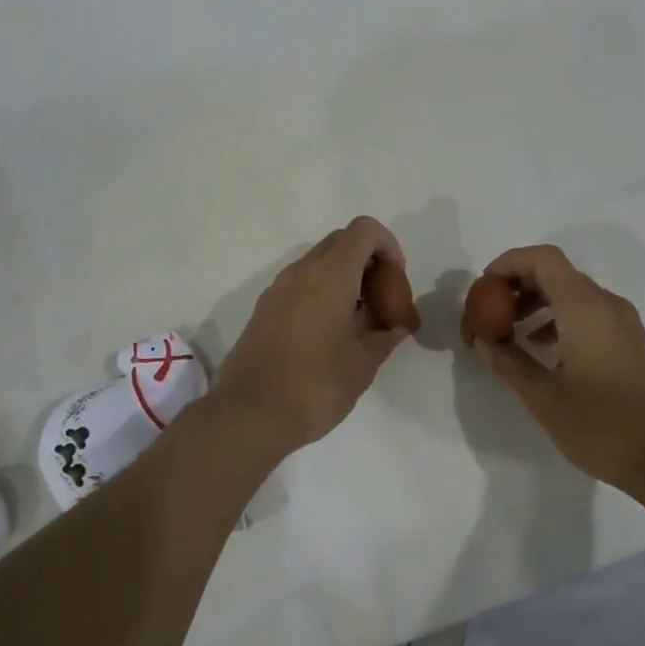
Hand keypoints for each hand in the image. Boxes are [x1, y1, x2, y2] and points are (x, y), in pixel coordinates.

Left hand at [213, 217, 413, 452]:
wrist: (249, 415)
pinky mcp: (264, 309)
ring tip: (360, 323)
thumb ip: (385, 336)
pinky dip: (323, 294)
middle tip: (382, 303)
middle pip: (342, 243)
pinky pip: (301, 285)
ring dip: (346, 280)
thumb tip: (395, 327)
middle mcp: (302, 271)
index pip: (364, 230)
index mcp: (330, 275)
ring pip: (320, 264)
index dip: (388, 246)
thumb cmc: (316, 385)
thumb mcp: (363, 364)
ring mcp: (278, 289)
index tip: (396, 282)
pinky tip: (332, 335)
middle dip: (369, 264)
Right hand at [473, 245, 644, 491]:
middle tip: (490, 312)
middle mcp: (607, 304)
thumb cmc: (602, 426)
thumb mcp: (544, 398)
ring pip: (573, 293)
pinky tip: (543, 349)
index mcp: (585, 308)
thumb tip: (483, 340)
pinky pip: (589, 312)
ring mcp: (624, 322)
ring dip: (538, 303)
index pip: (544, 259)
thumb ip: (509, 362)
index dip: (509, 263)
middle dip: (518, 285)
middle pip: (557, 273)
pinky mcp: (631, 342)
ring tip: (511, 333)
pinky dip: (559, 318)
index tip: (484, 287)